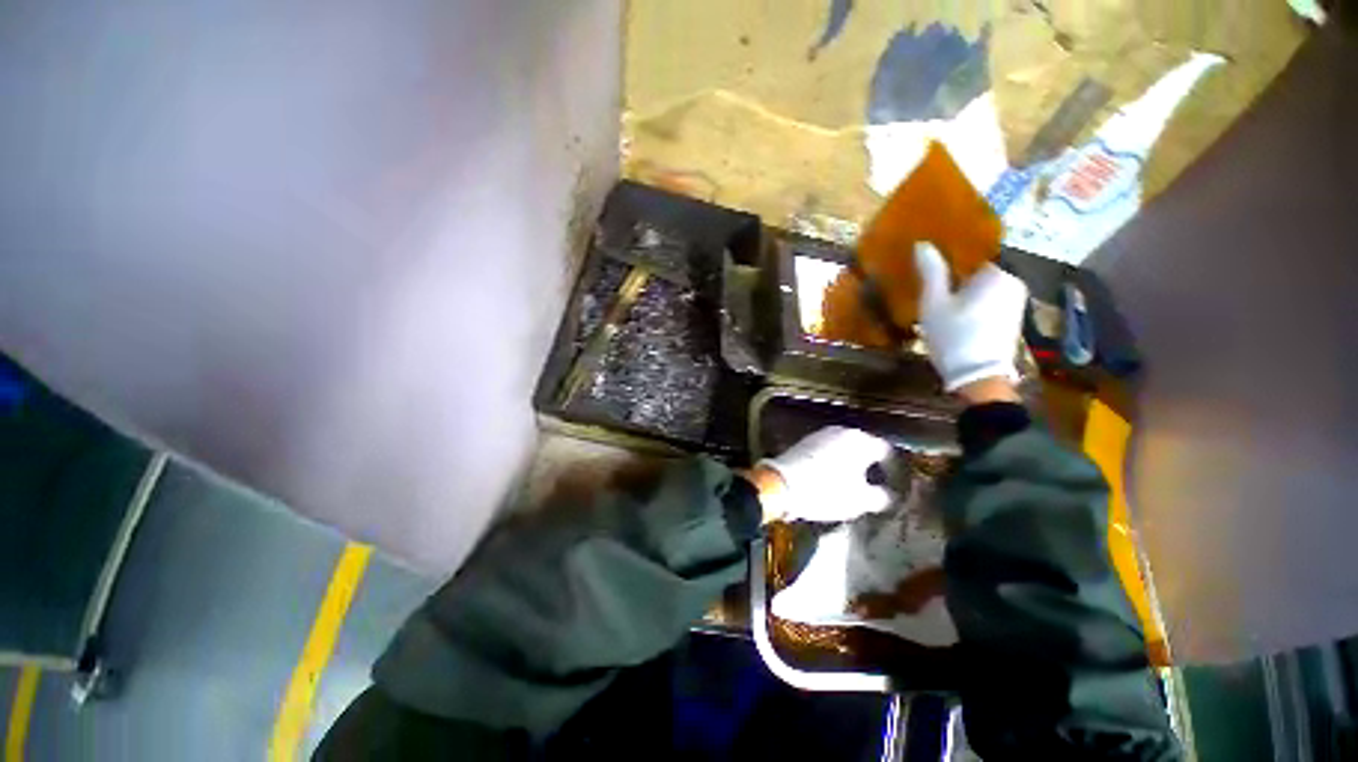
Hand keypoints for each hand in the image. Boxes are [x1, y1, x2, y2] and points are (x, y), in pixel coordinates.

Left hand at [756, 427, 892, 522]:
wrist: (781, 485)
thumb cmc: (826, 491)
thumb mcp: (860, 500)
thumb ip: (881, 496)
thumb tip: (888, 494)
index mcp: (860, 440)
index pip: (885, 451)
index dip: (893, 469)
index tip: (894, 485)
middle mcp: (841, 431)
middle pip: (863, 446)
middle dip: (870, 464)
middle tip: (875, 484)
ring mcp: (820, 434)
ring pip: (844, 448)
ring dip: (850, 462)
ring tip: (853, 483)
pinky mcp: (804, 442)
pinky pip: (827, 450)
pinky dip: (833, 461)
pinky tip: (832, 477)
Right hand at [914, 242, 1027, 391]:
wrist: (979, 377)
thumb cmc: (953, 335)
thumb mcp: (934, 303)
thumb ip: (931, 272)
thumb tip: (922, 244)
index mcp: (996, 273)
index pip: (970, 256)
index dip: (948, 262)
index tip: (931, 272)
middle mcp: (1013, 282)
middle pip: (977, 273)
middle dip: (957, 280)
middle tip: (933, 293)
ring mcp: (1017, 301)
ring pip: (984, 289)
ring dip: (965, 294)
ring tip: (943, 306)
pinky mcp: (1015, 318)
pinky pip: (991, 302)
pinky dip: (976, 305)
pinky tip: (959, 319)